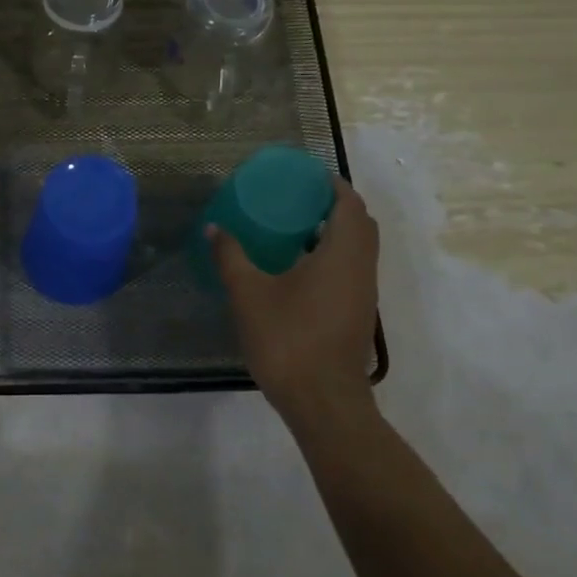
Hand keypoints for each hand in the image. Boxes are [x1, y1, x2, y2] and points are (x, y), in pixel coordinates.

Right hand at [208, 177, 380, 428]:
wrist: (323, 401)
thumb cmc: (288, 339)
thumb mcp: (249, 294)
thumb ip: (231, 257)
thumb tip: (214, 228)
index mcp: (343, 253)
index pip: (349, 203)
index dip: (331, 184)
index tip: (304, 175)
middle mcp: (361, 268)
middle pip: (359, 223)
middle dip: (332, 205)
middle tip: (295, 198)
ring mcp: (363, 293)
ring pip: (358, 248)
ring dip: (334, 231)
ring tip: (292, 227)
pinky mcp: (356, 314)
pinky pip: (351, 269)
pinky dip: (331, 255)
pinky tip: (296, 267)